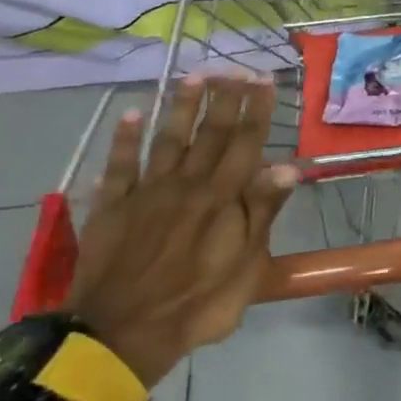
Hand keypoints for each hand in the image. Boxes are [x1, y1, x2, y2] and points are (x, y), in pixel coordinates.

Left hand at [64, 75, 297, 386]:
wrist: (124, 332)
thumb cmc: (199, 303)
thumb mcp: (247, 265)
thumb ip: (262, 212)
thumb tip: (288, 168)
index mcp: (221, 199)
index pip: (244, 144)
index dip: (256, 110)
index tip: (263, 79)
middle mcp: (186, 186)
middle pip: (209, 135)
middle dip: (225, 99)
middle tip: (235, 68)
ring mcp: (146, 194)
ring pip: (167, 141)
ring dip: (181, 107)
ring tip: (194, 77)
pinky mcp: (112, 208)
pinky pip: (119, 166)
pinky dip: (125, 140)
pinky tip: (132, 114)